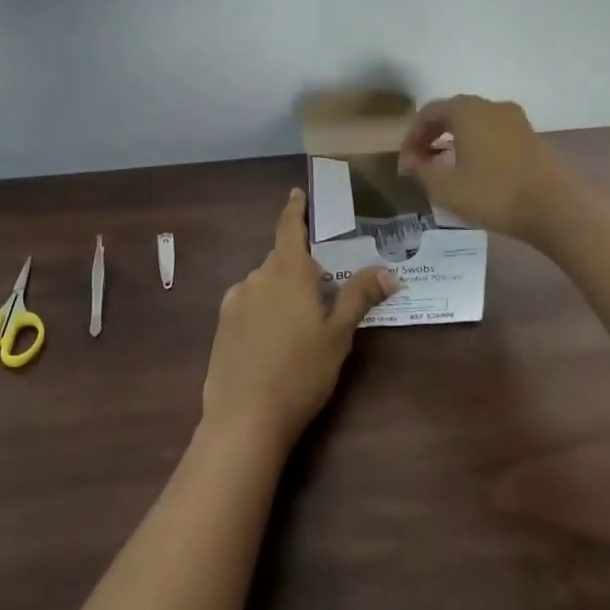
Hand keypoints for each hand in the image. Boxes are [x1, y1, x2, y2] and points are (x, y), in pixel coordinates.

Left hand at [202, 189, 397, 451]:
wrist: (245, 416)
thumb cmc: (301, 372)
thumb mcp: (338, 335)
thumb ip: (359, 297)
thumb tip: (388, 270)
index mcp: (287, 272)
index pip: (289, 227)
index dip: (294, 209)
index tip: (296, 193)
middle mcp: (257, 277)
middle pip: (281, 260)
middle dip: (300, 268)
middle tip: (322, 291)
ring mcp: (235, 300)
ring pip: (264, 284)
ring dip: (281, 292)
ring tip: (299, 326)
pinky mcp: (221, 324)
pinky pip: (248, 305)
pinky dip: (263, 311)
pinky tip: (273, 343)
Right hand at [396, 94, 565, 242]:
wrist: (554, 208)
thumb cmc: (492, 194)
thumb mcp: (445, 187)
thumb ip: (420, 170)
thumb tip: (408, 161)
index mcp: (467, 111)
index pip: (429, 112)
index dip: (412, 135)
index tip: (406, 161)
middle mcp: (490, 106)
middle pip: (452, 112)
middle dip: (432, 134)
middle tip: (421, 161)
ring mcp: (515, 119)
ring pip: (474, 122)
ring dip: (455, 138)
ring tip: (445, 166)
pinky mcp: (530, 136)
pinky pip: (493, 131)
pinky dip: (476, 143)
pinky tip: (474, 168)